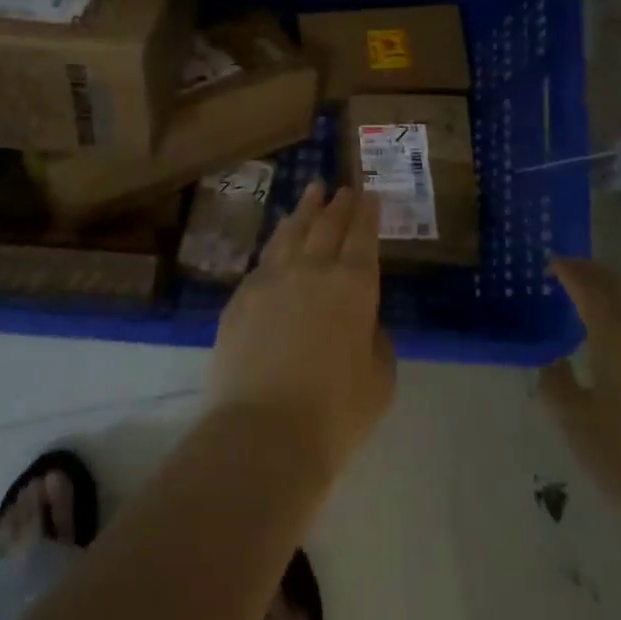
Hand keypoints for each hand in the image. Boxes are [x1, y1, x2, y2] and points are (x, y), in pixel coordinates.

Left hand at [209, 183, 396, 479]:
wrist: (264, 430)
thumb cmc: (335, 412)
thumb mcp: (379, 379)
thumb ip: (375, 340)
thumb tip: (362, 323)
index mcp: (353, 285)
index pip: (363, 237)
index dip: (367, 214)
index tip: (370, 196)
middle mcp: (312, 270)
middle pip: (327, 226)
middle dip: (338, 204)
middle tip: (344, 188)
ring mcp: (271, 279)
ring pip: (291, 232)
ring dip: (304, 210)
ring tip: (312, 192)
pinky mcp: (241, 296)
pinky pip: (264, 258)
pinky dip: (277, 240)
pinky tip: (279, 240)